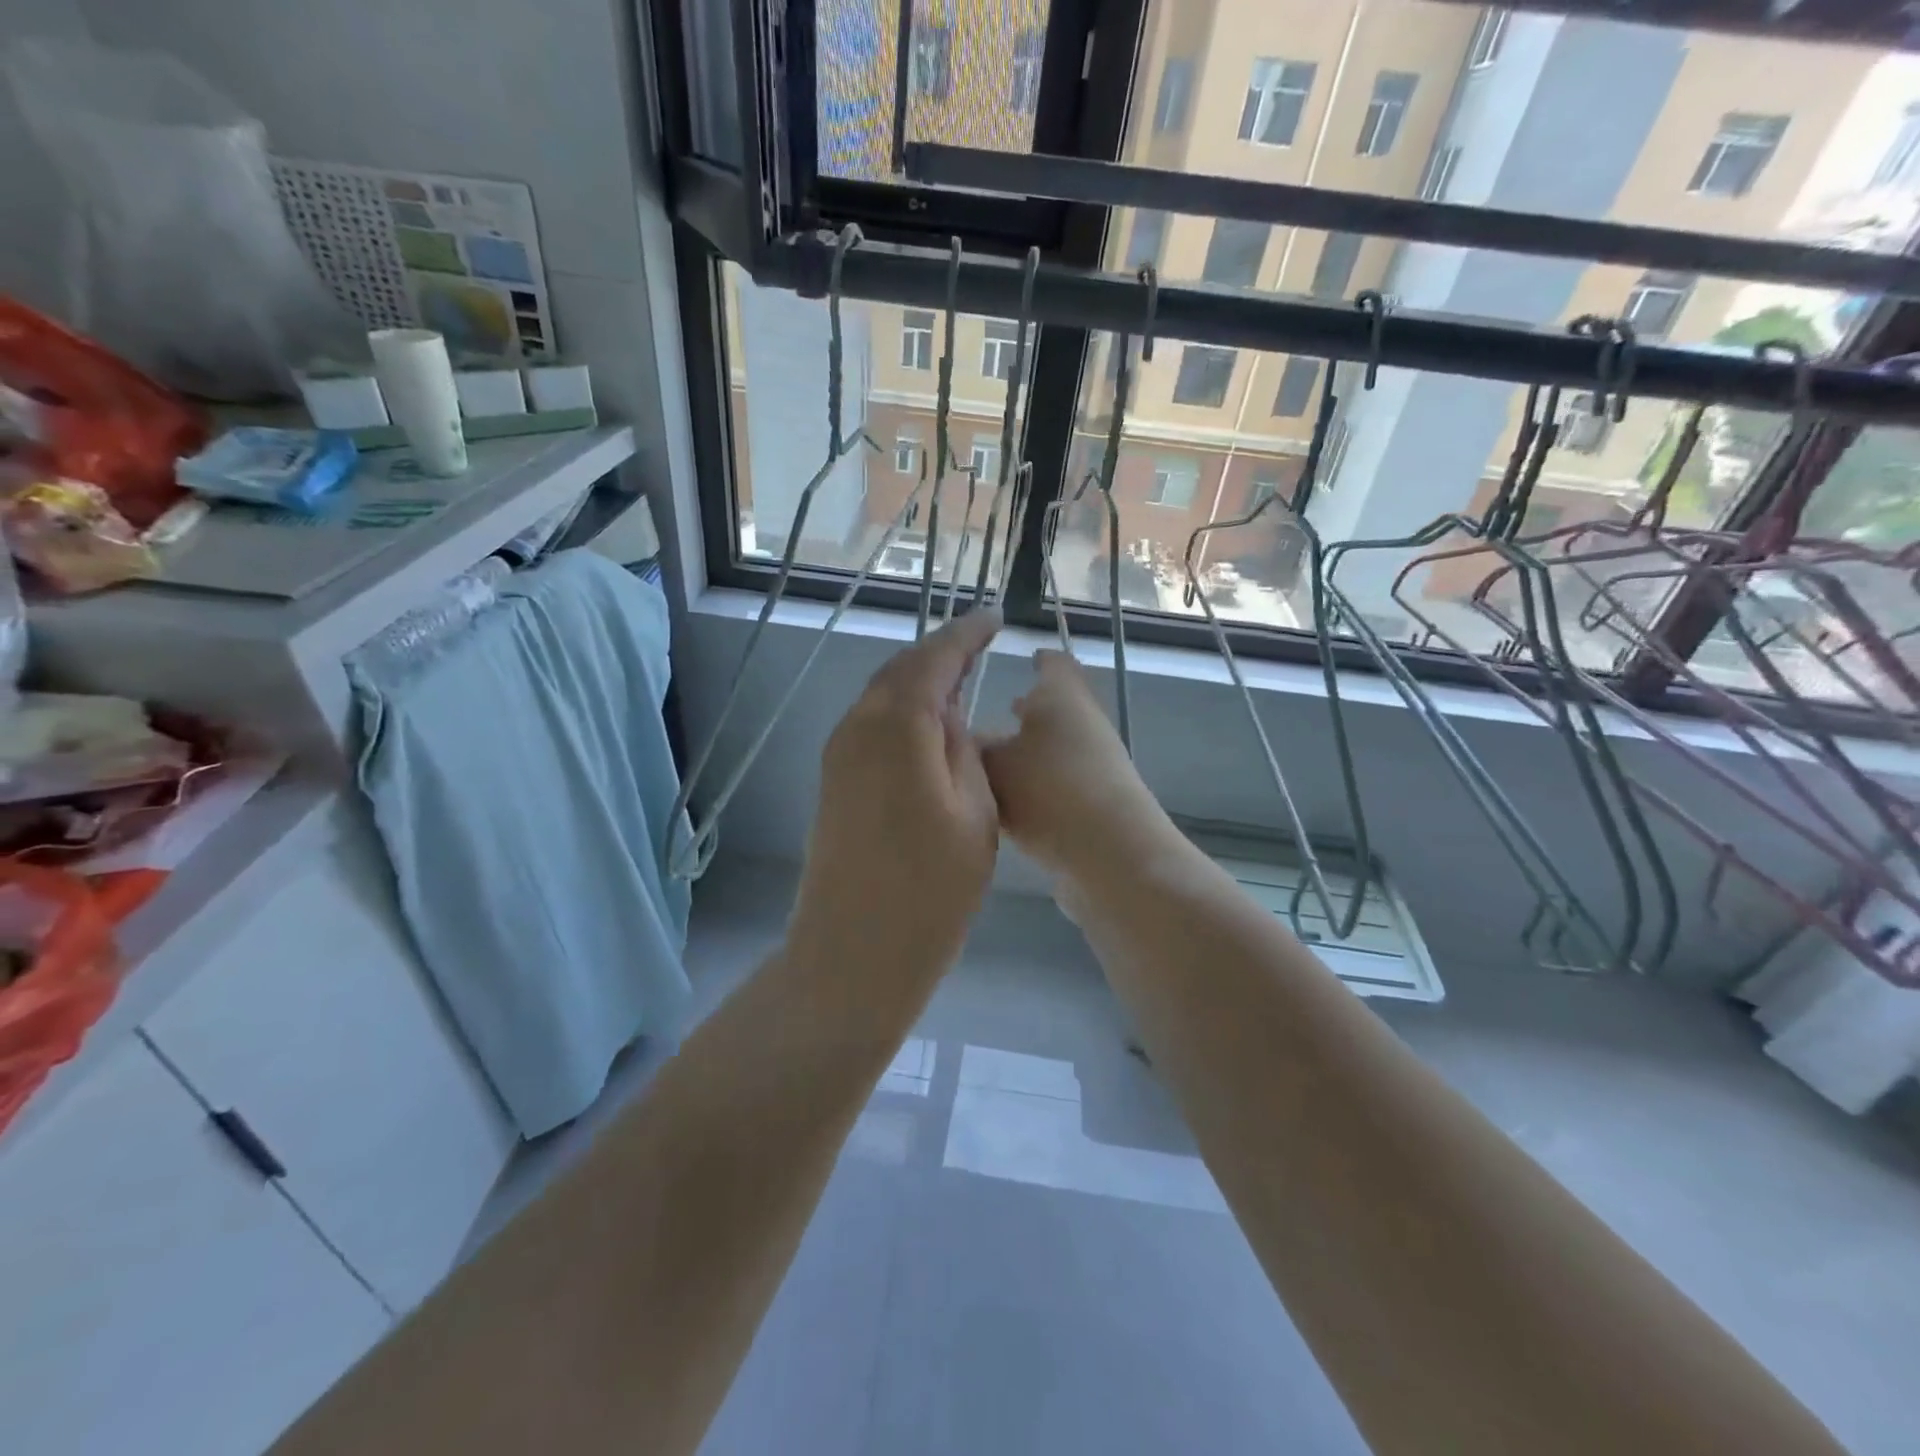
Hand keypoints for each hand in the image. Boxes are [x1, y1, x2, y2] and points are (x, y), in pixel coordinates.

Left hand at [789, 609, 1002, 974]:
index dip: (966, 635)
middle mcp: (858, 727)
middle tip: (978, 646)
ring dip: (919, 683)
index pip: (933, 659)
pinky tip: (927, 728)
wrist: (852, 952)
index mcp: (897, 725)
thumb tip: (948, 717)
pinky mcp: (834, 782)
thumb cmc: (929, 889)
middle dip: (940, 654)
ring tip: (960, 681)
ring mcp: (838, 755)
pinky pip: (872, 726)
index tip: (994, 619)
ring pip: (882, 697)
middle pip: (900, 671)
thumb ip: (963, 750)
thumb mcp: (974, 812)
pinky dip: (902, 713)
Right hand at [981, 650, 1175, 882]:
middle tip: (990, 713)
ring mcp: (1096, 764)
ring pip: (1054, 747)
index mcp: (1061, 695)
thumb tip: (959, 739)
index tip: (1019, 661)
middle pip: (1054, 707)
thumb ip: (971, 749)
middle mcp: (1084, 722)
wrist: (1111, 853)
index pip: (1053, 663)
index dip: (1036, 659)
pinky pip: (1058, 782)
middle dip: (1023, 709)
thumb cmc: (1049, 788)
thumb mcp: (992, 764)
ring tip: (990, 762)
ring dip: (1027, 751)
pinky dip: (1036, 784)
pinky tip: (1007, 802)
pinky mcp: (1097, 802)